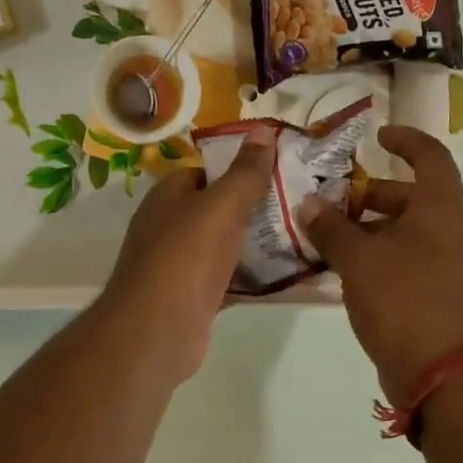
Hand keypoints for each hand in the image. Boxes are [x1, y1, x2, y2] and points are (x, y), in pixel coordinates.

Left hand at [95, 127, 277, 382]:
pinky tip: (289, 275)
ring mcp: (182, 265)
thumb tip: (260, 130)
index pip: (207, 170)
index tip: (282, 168)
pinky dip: (255, 277)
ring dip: (259, 243)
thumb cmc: (186, 258)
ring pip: (227, 246)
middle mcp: (171, 227)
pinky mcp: (196, 297)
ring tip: (305, 235)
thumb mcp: (221, 206)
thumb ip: (244, 173)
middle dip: (257, 207)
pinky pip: (231, 279)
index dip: (241, 167)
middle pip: (219, 209)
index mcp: (170, 196)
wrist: (157, 331)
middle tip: (302, 203)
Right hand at [304, 126, 462, 405]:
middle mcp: (451, 232)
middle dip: (371, 196)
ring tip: (327, 240)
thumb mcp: (359, 259)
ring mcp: (448, 268)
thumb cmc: (405, 300)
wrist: (445, 373)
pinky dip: (377, 260)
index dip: (406, 139)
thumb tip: (309, 204)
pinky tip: (344, 274)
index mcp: (441, 209)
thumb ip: (332, 228)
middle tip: (332, 202)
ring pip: (405, 235)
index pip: (430, 157)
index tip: (377, 136)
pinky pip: (405, 265)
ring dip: (369, 232)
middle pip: (412, 198)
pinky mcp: (437, 298)